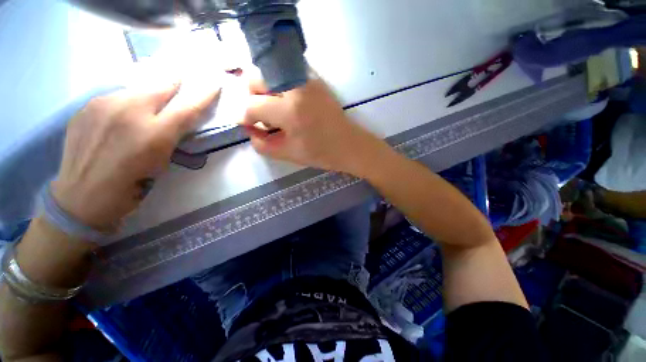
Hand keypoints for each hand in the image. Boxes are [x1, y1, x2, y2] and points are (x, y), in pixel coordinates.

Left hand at [52, 84, 219, 229]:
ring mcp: (104, 105)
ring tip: (145, 108)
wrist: (83, 195)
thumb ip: (172, 135)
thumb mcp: (162, 162)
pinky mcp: (86, 107)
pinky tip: (120, 118)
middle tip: (179, 83)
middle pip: (160, 86)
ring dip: (148, 95)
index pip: (187, 107)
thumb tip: (176, 117)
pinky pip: (114, 97)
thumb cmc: (132, 185)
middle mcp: (129, 112)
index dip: (204, 94)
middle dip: (174, 83)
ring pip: (136, 89)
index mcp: (154, 134)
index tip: (214, 83)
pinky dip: (125, 103)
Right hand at [240, 78, 388, 175]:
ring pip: (269, 71)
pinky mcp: (315, 79)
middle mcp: (295, 88)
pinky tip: (287, 102)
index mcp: (290, 112)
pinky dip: (279, 84)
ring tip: (275, 109)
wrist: (349, 144)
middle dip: (251, 97)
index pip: (251, 105)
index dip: (244, 117)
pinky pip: (286, 73)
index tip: (249, 125)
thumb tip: (249, 130)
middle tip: (261, 114)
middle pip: (255, 78)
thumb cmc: (322, 154)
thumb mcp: (289, 155)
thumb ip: (262, 144)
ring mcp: (307, 79)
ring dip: (264, 89)